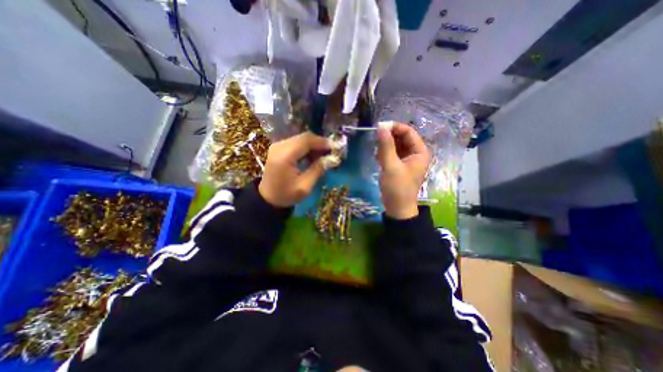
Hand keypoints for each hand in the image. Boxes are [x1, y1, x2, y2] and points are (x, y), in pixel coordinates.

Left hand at [257, 132, 331, 207]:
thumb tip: (333, 159)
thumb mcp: (305, 186)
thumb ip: (318, 170)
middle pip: (304, 137)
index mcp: (284, 156)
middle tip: (331, 152)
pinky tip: (313, 157)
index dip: (322, 142)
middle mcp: (279, 147)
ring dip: (314, 145)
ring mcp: (277, 146)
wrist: (268, 198)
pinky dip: (307, 148)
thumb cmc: (286, 195)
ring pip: (301, 139)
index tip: (335, 148)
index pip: (306, 141)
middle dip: (319, 143)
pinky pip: (296, 143)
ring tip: (323, 156)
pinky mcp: (278, 148)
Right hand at [376, 121, 432, 218]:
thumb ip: (386, 146)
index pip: (409, 132)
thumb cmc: (397, 187)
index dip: (394, 128)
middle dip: (389, 138)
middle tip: (376, 142)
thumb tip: (381, 127)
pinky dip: (385, 153)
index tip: (379, 127)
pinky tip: (378, 158)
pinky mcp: (400, 165)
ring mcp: (407, 159)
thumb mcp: (391, 166)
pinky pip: (392, 153)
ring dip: (386, 146)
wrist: (397, 207)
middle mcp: (416, 153)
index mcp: (420, 152)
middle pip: (402, 137)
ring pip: (396, 145)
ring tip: (377, 154)